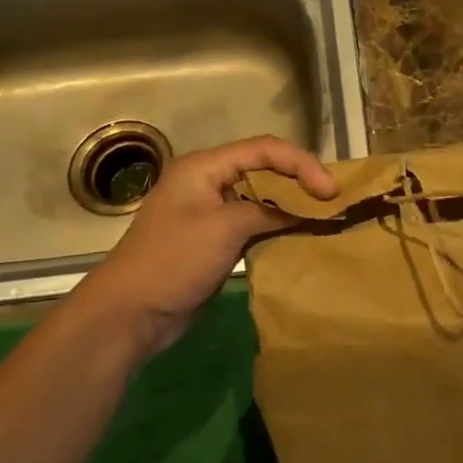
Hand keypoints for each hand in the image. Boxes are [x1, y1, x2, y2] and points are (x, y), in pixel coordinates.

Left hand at [72, 134, 337, 356]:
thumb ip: (268, 211)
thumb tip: (302, 212)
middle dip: (299, 180)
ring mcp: (209, 210)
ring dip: (290, 204)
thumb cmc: (174, 261)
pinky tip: (298, 236)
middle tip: (332, 201)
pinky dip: (276, 225)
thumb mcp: (225, 229)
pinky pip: (252, 222)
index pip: (264, 149)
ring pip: (260, 196)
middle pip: (263, 168)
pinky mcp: (212, 238)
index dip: (301, 164)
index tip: (330, 191)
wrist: (130, 313)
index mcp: (204, 166)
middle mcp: (207, 181)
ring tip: (323, 216)